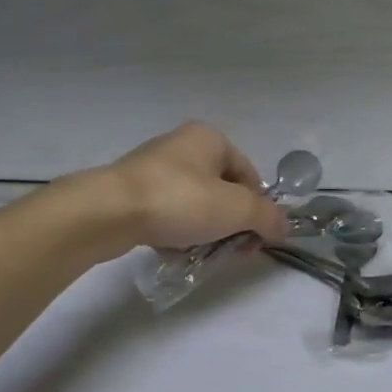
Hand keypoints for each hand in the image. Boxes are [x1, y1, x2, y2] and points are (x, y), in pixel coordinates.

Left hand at [75, 122, 288, 251]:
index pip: (249, 176)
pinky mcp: (132, 191)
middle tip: (230, 250)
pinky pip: (168, 213)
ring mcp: (154, 168)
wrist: (108, 212)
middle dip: (231, 223)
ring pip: (196, 204)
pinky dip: (176, 232)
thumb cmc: (180, 200)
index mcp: (210, 138)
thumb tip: (284, 227)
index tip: (253, 239)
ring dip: (205, 231)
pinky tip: (173, 251)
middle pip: (223, 191)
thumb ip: (268, 217)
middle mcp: (183, 145)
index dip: (257, 209)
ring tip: (199, 253)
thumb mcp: (237, 209)